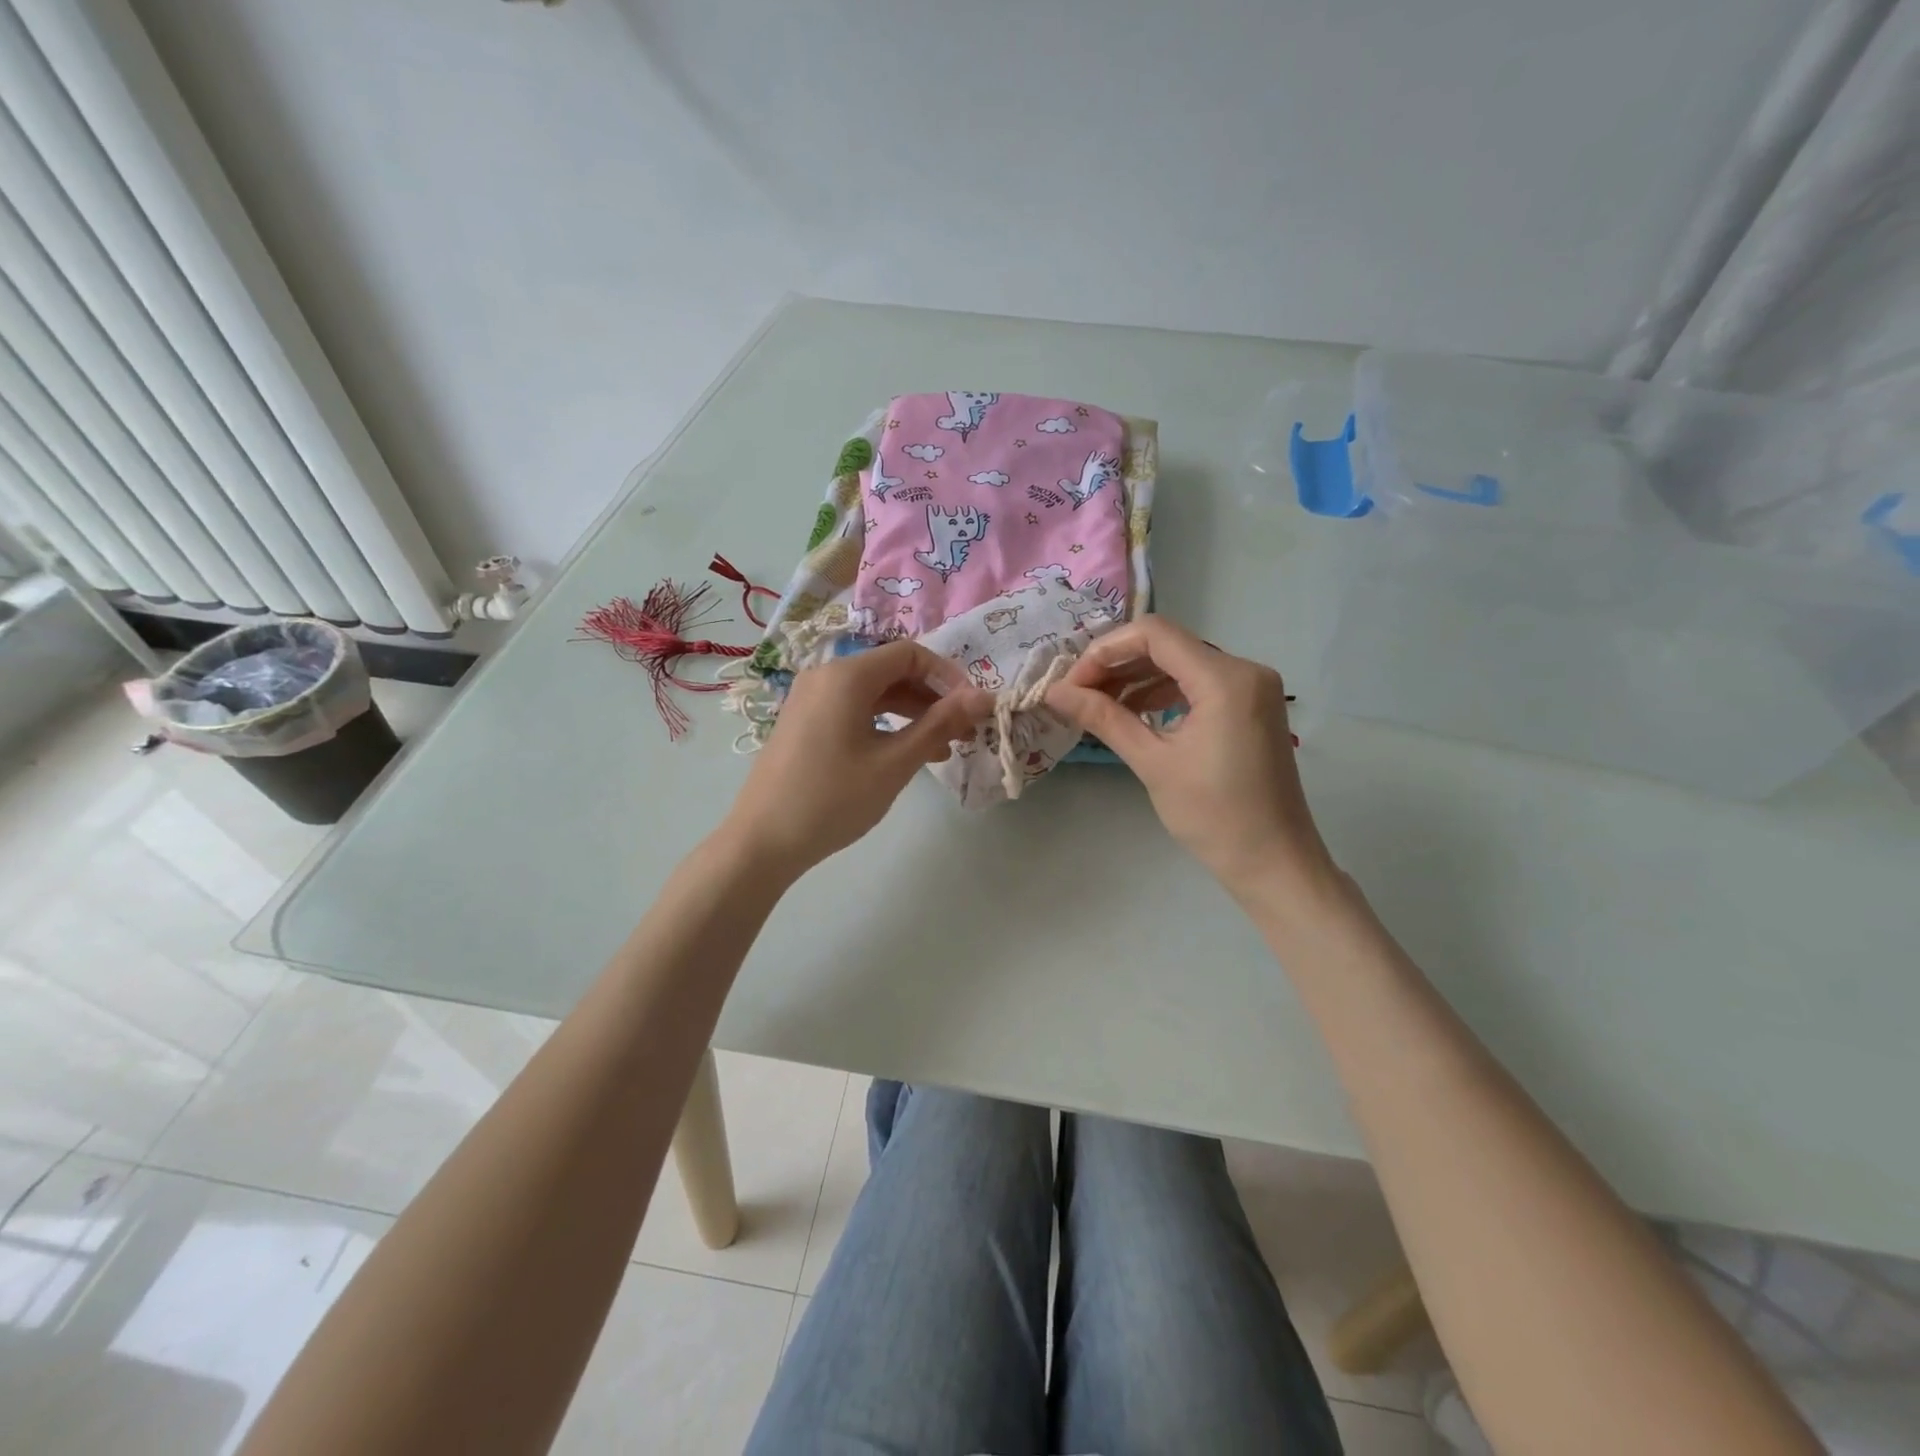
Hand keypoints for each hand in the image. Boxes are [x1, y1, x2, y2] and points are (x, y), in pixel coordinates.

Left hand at [721, 641, 991, 878]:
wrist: (761, 841)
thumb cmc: (833, 799)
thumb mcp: (894, 763)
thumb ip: (940, 724)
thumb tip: (984, 696)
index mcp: (847, 676)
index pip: (910, 654)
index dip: (948, 676)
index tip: (973, 708)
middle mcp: (826, 676)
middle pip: (892, 671)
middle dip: (932, 698)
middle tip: (963, 732)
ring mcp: (810, 699)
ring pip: (874, 693)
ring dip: (911, 714)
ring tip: (942, 749)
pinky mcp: (804, 722)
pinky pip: (853, 710)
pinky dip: (884, 724)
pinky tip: (904, 754)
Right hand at [1047, 616, 1336, 902]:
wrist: (1273, 862)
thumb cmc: (1213, 815)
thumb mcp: (1152, 762)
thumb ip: (1104, 718)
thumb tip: (1054, 692)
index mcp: (1225, 679)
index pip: (1154, 634)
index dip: (1106, 650)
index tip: (1073, 683)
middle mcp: (1245, 669)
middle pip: (1168, 645)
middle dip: (1118, 665)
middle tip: (1078, 695)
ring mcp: (1253, 687)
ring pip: (1182, 663)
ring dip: (1138, 679)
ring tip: (1099, 706)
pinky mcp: (1252, 706)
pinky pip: (1200, 683)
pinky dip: (1164, 693)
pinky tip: (1135, 714)